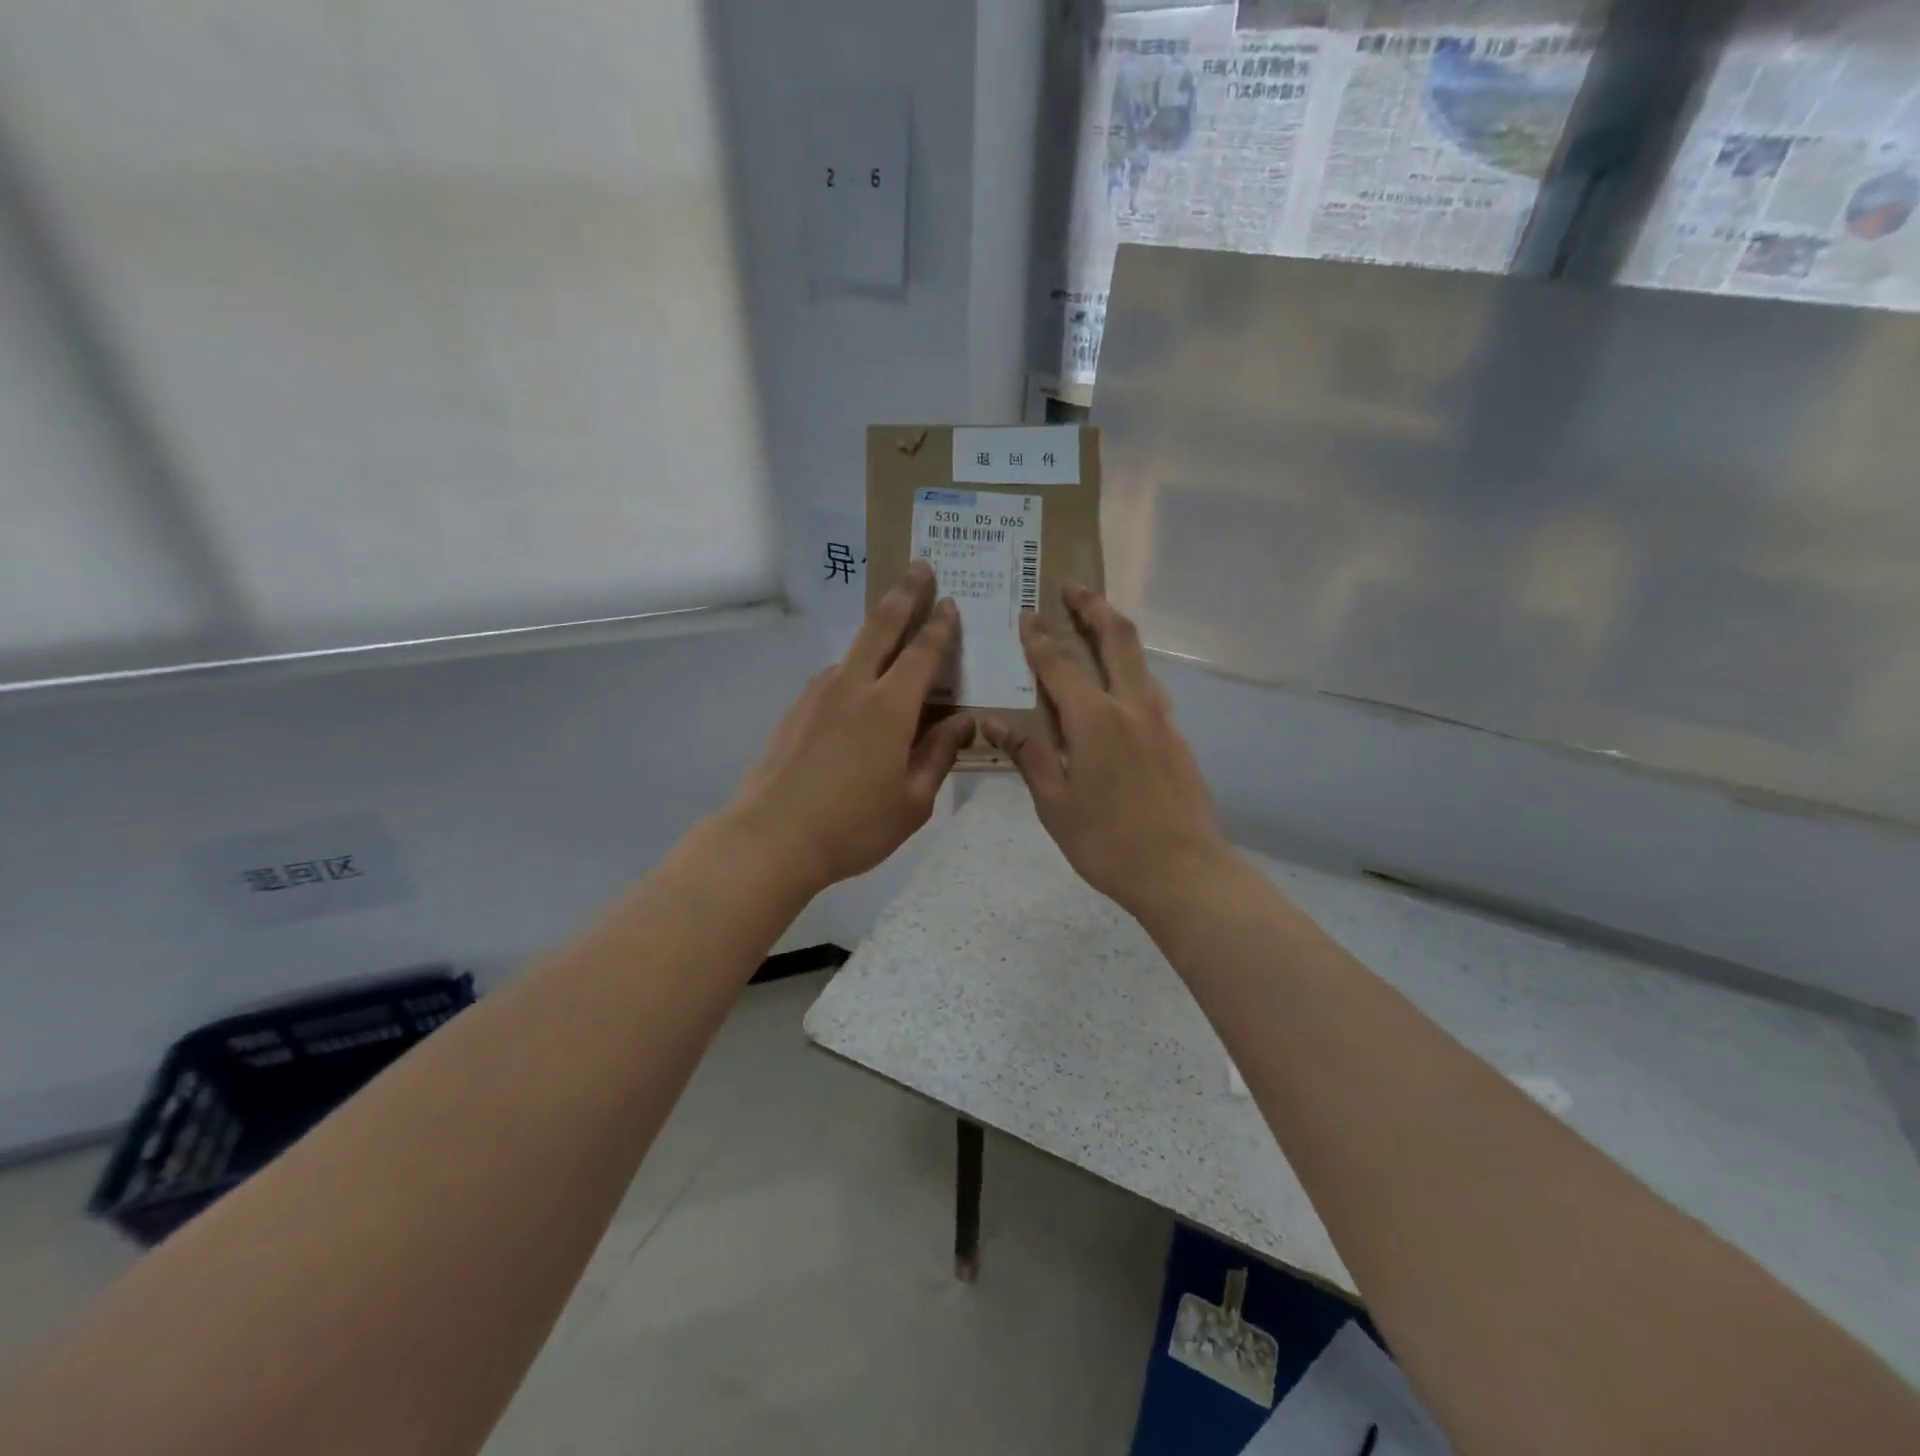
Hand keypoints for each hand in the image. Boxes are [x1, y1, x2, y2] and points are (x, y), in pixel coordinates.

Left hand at [726, 561, 975, 894]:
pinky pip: (835, 677)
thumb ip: (940, 754)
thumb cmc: (854, 826)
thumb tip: (963, 722)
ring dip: (877, 632)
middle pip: (881, 625)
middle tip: (920, 567)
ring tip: (895, 633)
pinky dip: (855, 669)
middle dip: (904, 593)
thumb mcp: (913, 801)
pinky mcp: (796, 709)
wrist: (771, 839)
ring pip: (854, 650)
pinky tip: (860, 691)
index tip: (951, 601)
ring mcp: (818, 694)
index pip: (923, 652)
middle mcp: (853, 686)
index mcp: (890, 707)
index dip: (941, 626)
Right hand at [981, 583, 1230, 919]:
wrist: (1183, 871)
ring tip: (1095, 621)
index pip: (1059, 665)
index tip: (1027, 613)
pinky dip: (1129, 667)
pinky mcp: (1176, 737)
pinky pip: (1149, 687)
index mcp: (1094, 719)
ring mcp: (1160, 719)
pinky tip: (1118, 682)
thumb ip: (1028, 754)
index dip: (1039, 638)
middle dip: (1092, 606)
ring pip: (1139, 658)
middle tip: (1073, 586)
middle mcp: (1131, 706)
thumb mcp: (1055, 803)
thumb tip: (994, 722)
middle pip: (1115, 638)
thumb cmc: (1107, 841)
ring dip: (1115, 632)